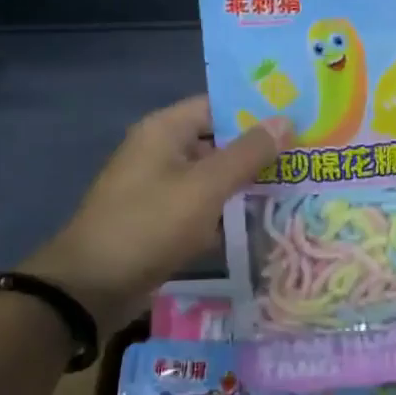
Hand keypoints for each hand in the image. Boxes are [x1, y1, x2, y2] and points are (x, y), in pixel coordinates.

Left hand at [23, 95, 288, 335]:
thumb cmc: (149, 224)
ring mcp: (158, 188)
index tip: (297, 119)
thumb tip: (285, 120)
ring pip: (211, 178)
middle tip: (305, 157)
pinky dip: (225, 214)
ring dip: (245, 185)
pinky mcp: (159, 222)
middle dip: (257, 152)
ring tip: (295, 189)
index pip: (218, 106)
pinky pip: (200, 208)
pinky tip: (262, 225)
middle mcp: (161, 151)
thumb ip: (248, 154)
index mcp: (165, 130)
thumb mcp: (205, 187)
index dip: (256, 111)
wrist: (90, 288)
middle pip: (217, 141)